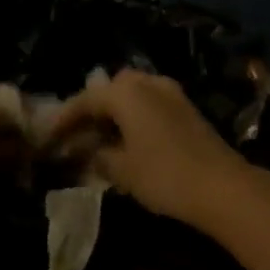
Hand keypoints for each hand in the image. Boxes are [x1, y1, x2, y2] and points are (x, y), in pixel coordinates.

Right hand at [49, 70, 251, 226]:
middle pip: (109, 91)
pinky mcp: (187, 109)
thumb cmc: (163, 175)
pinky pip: (148, 106)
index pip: (84, 100)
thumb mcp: (121, 169)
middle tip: (73, 136)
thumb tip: (85, 151)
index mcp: (126, 92)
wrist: (223, 186)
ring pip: (131, 97)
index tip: (47, 137)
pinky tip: (125, 141)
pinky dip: (132, 119)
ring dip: (112, 115)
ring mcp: (171, 94)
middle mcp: (148, 83)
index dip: (63, 120)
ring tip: (97, 140)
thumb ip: (97, 155)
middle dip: (89, 111)